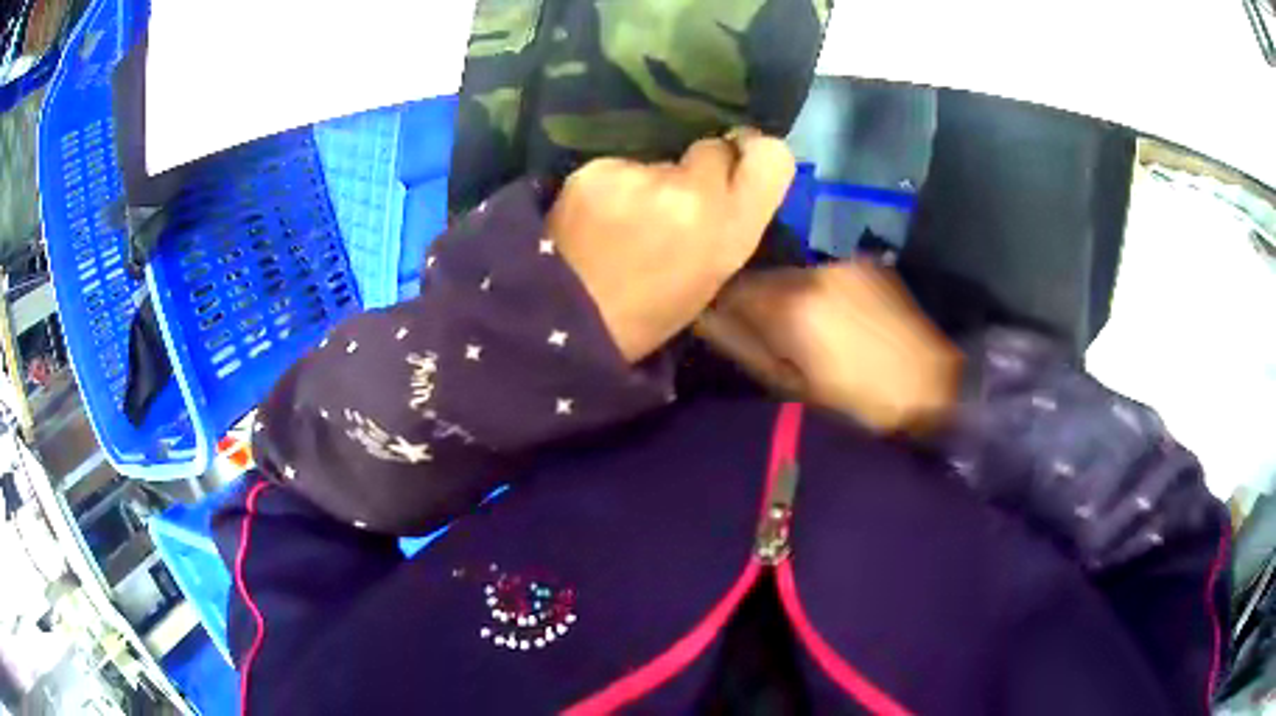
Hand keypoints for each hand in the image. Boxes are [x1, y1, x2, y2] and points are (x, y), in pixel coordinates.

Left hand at [549, 129, 795, 362]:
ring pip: (658, 161)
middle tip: (671, 203)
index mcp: (732, 231)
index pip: (771, 157)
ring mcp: (643, 177)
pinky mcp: (598, 170)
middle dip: (697, 169)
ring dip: (648, 182)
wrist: (569, 321)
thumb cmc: (649, 313)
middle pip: (712, 149)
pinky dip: (609, 186)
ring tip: (622, 224)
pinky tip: (593, 218)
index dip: (755, 153)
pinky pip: (617, 167)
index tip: (739, 160)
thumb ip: (729, 221)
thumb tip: (729, 177)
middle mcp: (696, 193)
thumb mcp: (712, 275)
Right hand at [696, 260, 964, 434]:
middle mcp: (816, 272)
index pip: (732, 288)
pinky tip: (839, 320)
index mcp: (793, 306)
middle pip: (764, 276)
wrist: (934, 388)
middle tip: (772, 338)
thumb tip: (707, 319)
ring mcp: (846, 265)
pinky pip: (827, 275)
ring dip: (792, 296)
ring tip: (812, 333)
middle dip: (759, 302)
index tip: (724, 327)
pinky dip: (822, 293)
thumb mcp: (792, 388)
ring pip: (796, 274)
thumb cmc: (860, 405)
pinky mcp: (869, 265)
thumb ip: (744, 347)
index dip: (722, 306)